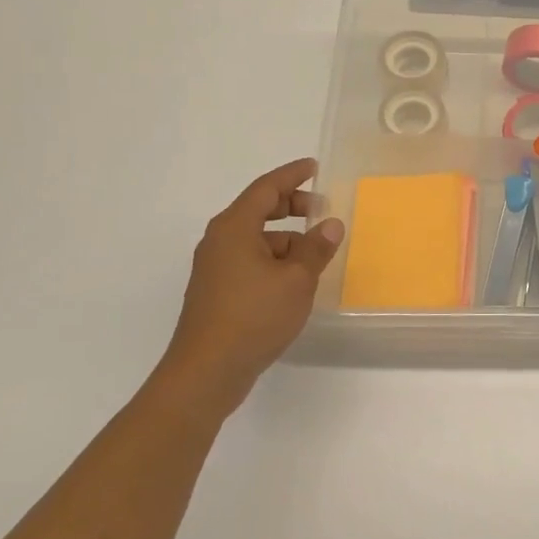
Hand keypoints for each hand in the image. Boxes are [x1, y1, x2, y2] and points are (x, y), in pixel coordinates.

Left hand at [152, 159, 344, 416]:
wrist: (207, 371)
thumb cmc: (253, 316)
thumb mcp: (296, 280)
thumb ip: (316, 248)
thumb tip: (331, 225)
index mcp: (234, 228)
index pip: (266, 188)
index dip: (292, 175)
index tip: (314, 167)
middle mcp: (220, 241)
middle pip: (258, 210)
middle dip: (291, 206)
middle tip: (321, 209)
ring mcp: (215, 267)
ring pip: (255, 238)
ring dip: (286, 238)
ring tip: (316, 253)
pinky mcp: (217, 291)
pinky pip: (250, 260)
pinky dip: (274, 259)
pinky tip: (295, 279)